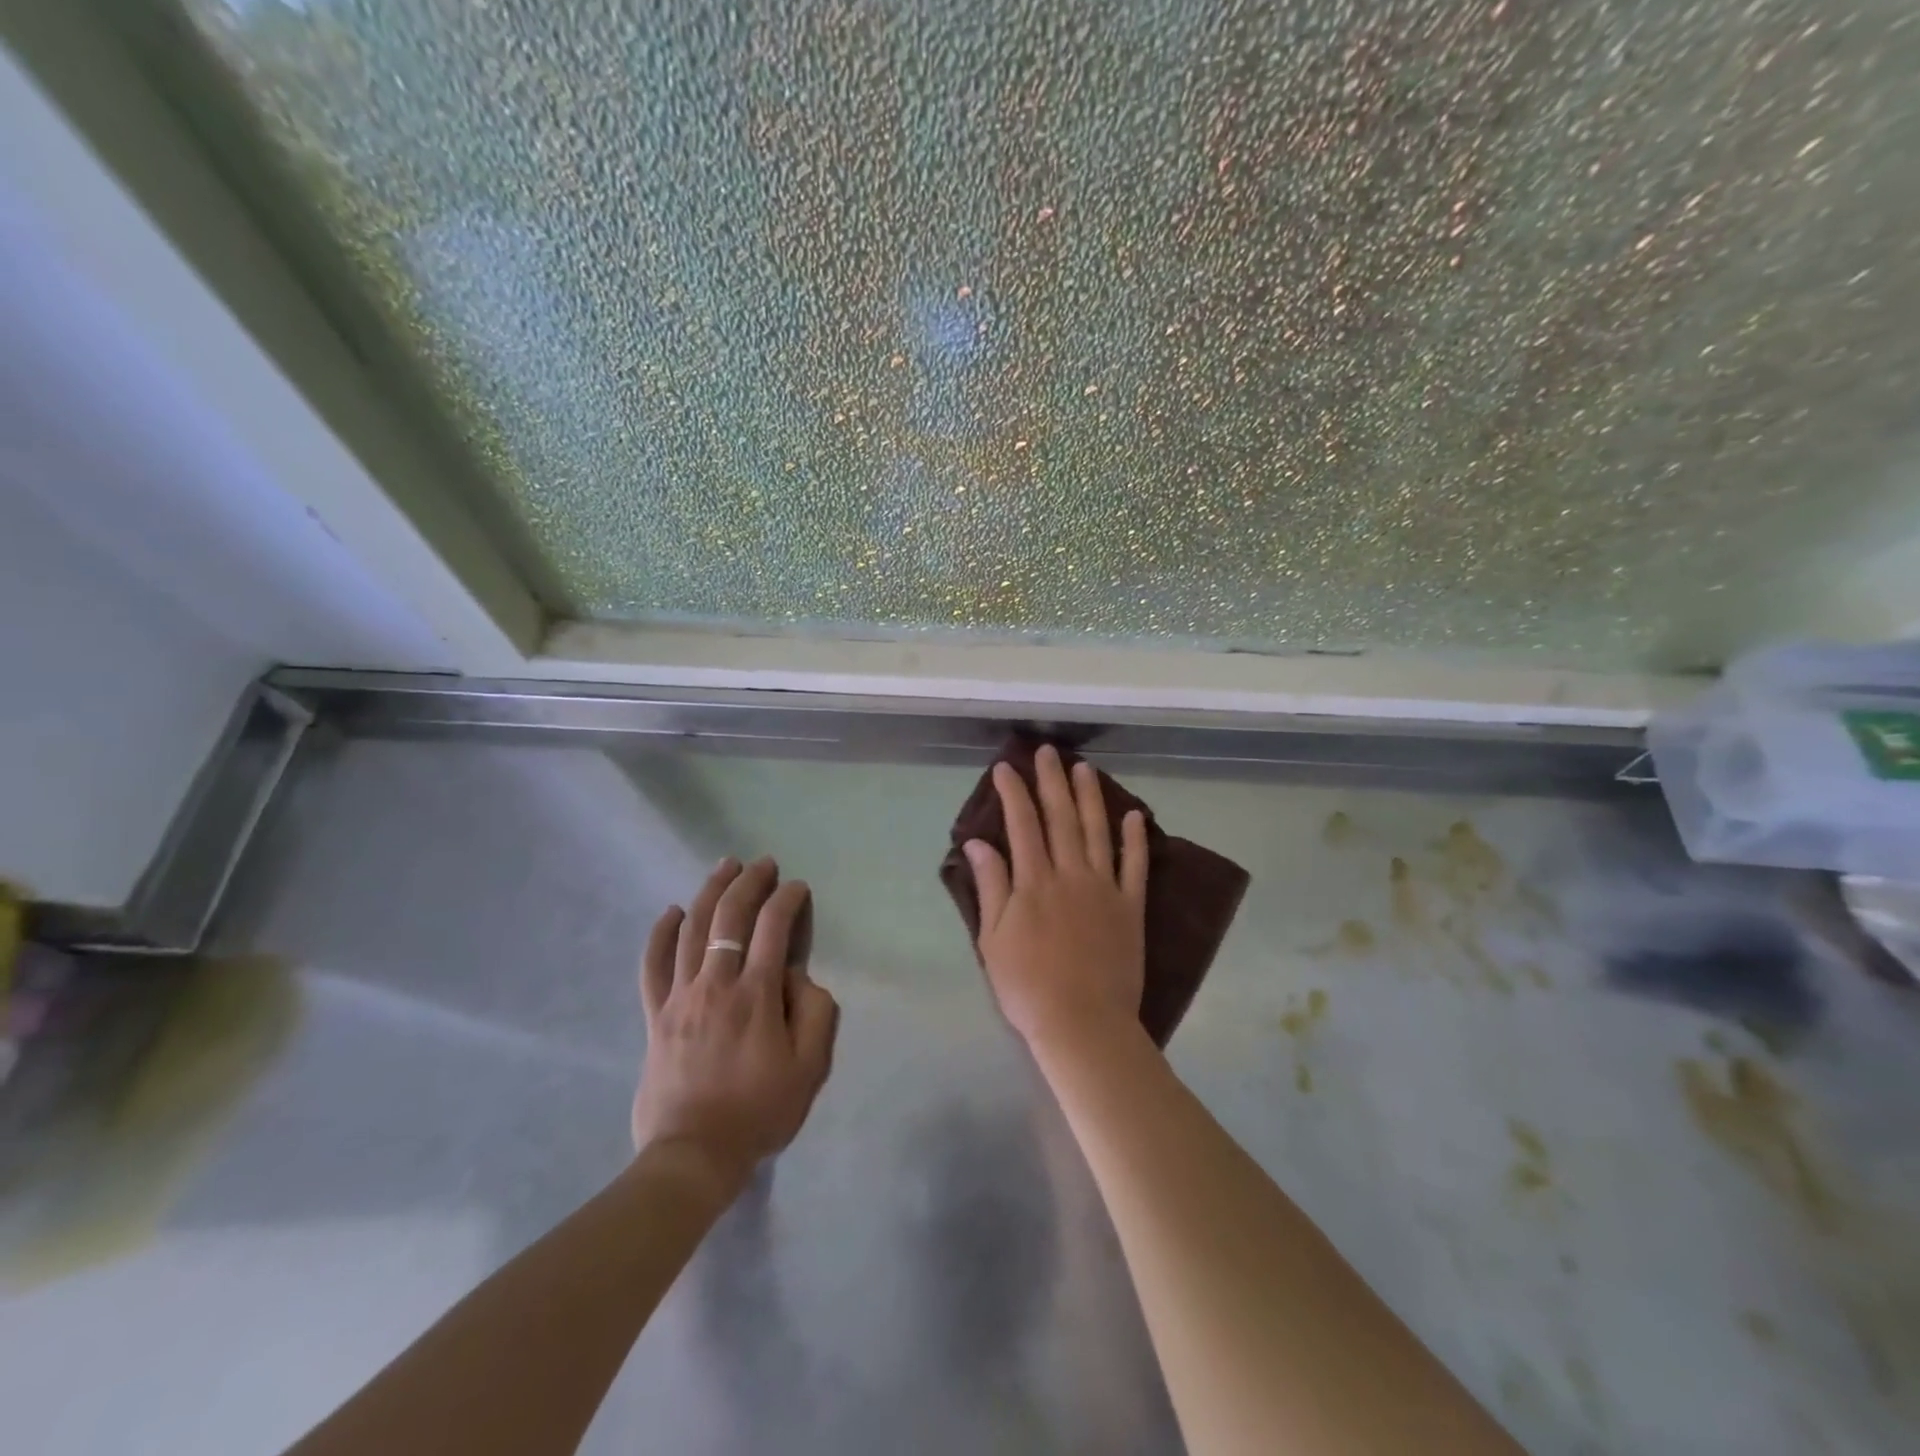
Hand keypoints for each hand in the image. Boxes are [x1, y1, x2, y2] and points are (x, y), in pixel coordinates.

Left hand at [631, 857, 838, 1194]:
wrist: (693, 1156)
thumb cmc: (759, 1112)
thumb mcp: (810, 1067)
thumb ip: (816, 1012)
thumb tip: (798, 976)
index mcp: (756, 995)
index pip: (774, 928)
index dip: (787, 900)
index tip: (797, 888)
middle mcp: (716, 984)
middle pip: (730, 917)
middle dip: (749, 882)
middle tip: (763, 863)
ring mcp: (680, 997)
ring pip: (692, 929)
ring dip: (710, 892)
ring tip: (724, 867)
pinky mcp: (655, 1015)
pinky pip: (653, 965)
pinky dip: (661, 934)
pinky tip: (670, 912)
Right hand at [963, 746, 1149, 1052]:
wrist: (1083, 1023)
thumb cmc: (1027, 986)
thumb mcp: (993, 938)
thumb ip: (991, 885)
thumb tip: (978, 842)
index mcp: (1034, 881)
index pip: (1022, 824)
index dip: (1013, 792)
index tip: (1006, 767)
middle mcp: (1070, 874)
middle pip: (1061, 817)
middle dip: (1051, 781)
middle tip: (1048, 751)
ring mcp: (1105, 888)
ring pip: (1097, 831)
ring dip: (1090, 797)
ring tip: (1084, 768)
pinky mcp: (1131, 907)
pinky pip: (1136, 865)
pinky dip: (1136, 838)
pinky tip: (1133, 814)